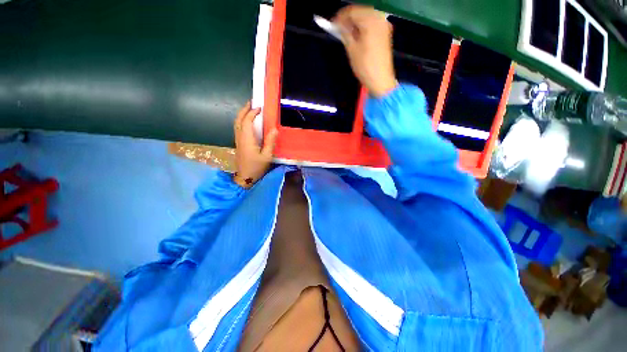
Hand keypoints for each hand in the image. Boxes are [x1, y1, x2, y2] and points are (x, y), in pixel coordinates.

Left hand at [233, 101, 277, 187]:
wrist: (245, 177)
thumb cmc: (257, 167)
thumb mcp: (267, 156)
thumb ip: (270, 142)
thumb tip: (274, 129)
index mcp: (247, 139)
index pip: (247, 121)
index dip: (252, 113)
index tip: (260, 108)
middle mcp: (240, 137)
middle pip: (238, 120)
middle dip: (244, 110)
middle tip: (251, 102)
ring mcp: (238, 140)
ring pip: (236, 123)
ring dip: (241, 114)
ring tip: (249, 109)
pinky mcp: (238, 143)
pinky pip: (238, 128)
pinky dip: (241, 121)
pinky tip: (247, 121)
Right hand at [334, 5, 396, 96]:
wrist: (381, 80)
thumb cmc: (365, 66)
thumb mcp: (352, 50)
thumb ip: (345, 33)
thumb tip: (339, 25)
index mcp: (370, 21)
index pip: (352, 11)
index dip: (340, 17)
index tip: (332, 25)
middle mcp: (379, 18)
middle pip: (360, 11)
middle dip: (348, 19)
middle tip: (339, 30)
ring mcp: (384, 25)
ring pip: (366, 16)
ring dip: (355, 22)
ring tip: (347, 34)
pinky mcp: (385, 32)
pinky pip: (372, 23)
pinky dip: (363, 26)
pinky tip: (357, 35)